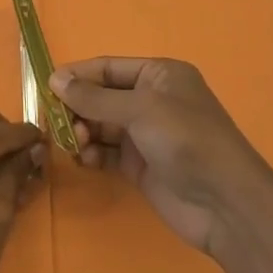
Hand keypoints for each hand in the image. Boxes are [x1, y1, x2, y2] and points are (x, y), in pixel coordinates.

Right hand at [51, 57, 271, 255]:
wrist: (225, 204)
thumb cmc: (186, 140)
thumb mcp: (140, 109)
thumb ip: (94, 97)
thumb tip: (55, 80)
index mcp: (159, 75)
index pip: (108, 67)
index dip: (77, 75)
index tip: (46, 88)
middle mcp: (151, 100)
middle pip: (101, 96)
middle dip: (78, 107)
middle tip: (59, 123)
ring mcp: (146, 134)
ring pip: (100, 125)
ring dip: (83, 131)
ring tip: (76, 144)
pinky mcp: (140, 165)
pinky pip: (107, 151)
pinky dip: (92, 153)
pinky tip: (86, 160)